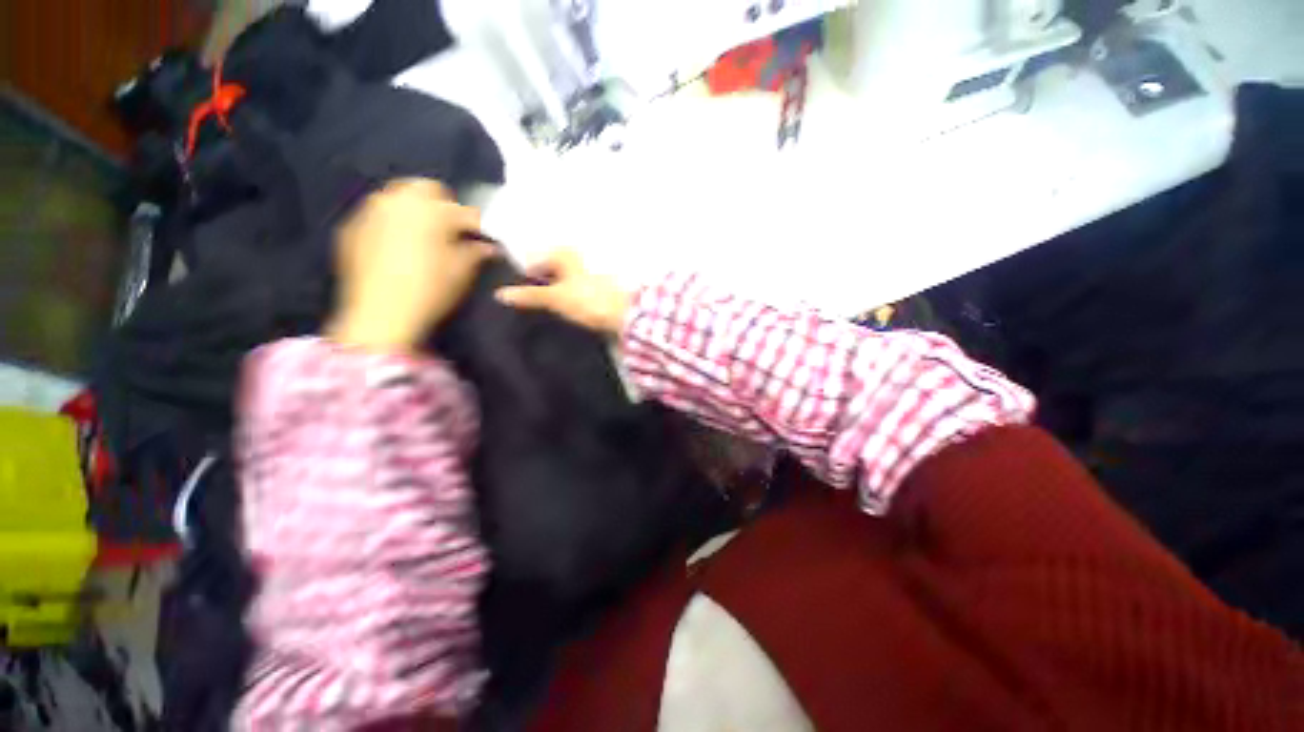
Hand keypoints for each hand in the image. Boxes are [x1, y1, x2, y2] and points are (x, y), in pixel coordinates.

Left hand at [326, 178, 493, 352]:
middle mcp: (398, 199)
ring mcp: (370, 210)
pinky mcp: (351, 227)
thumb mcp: (462, 271)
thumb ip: (477, 251)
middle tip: (452, 231)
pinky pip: (378, 215)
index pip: (465, 210)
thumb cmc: (431, 289)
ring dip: (415, 211)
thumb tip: (489, 246)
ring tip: (424, 236)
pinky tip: (398, 247)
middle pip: (425, 188)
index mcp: (431, 208)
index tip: (486, 238)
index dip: (479, 225)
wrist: (379, 315)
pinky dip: (392, 224)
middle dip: (443, 205)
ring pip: (398, 198)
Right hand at [495, 249, 630, 334]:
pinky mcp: (601, 288)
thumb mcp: (554, 298)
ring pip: (565, 280)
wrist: (624, 314)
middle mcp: (578, 258)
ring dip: (556, 291)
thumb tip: (500, 294)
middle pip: (552, 269)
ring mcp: (591, 272)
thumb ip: (529, 295)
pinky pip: (577, 290)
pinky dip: (570, 297)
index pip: (537, 259)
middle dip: (541, 282)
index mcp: (565, 254)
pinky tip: (568, 310)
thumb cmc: (588, 300)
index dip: (527, 274)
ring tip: (548, 308)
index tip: (518, 290)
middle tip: (530, 301)